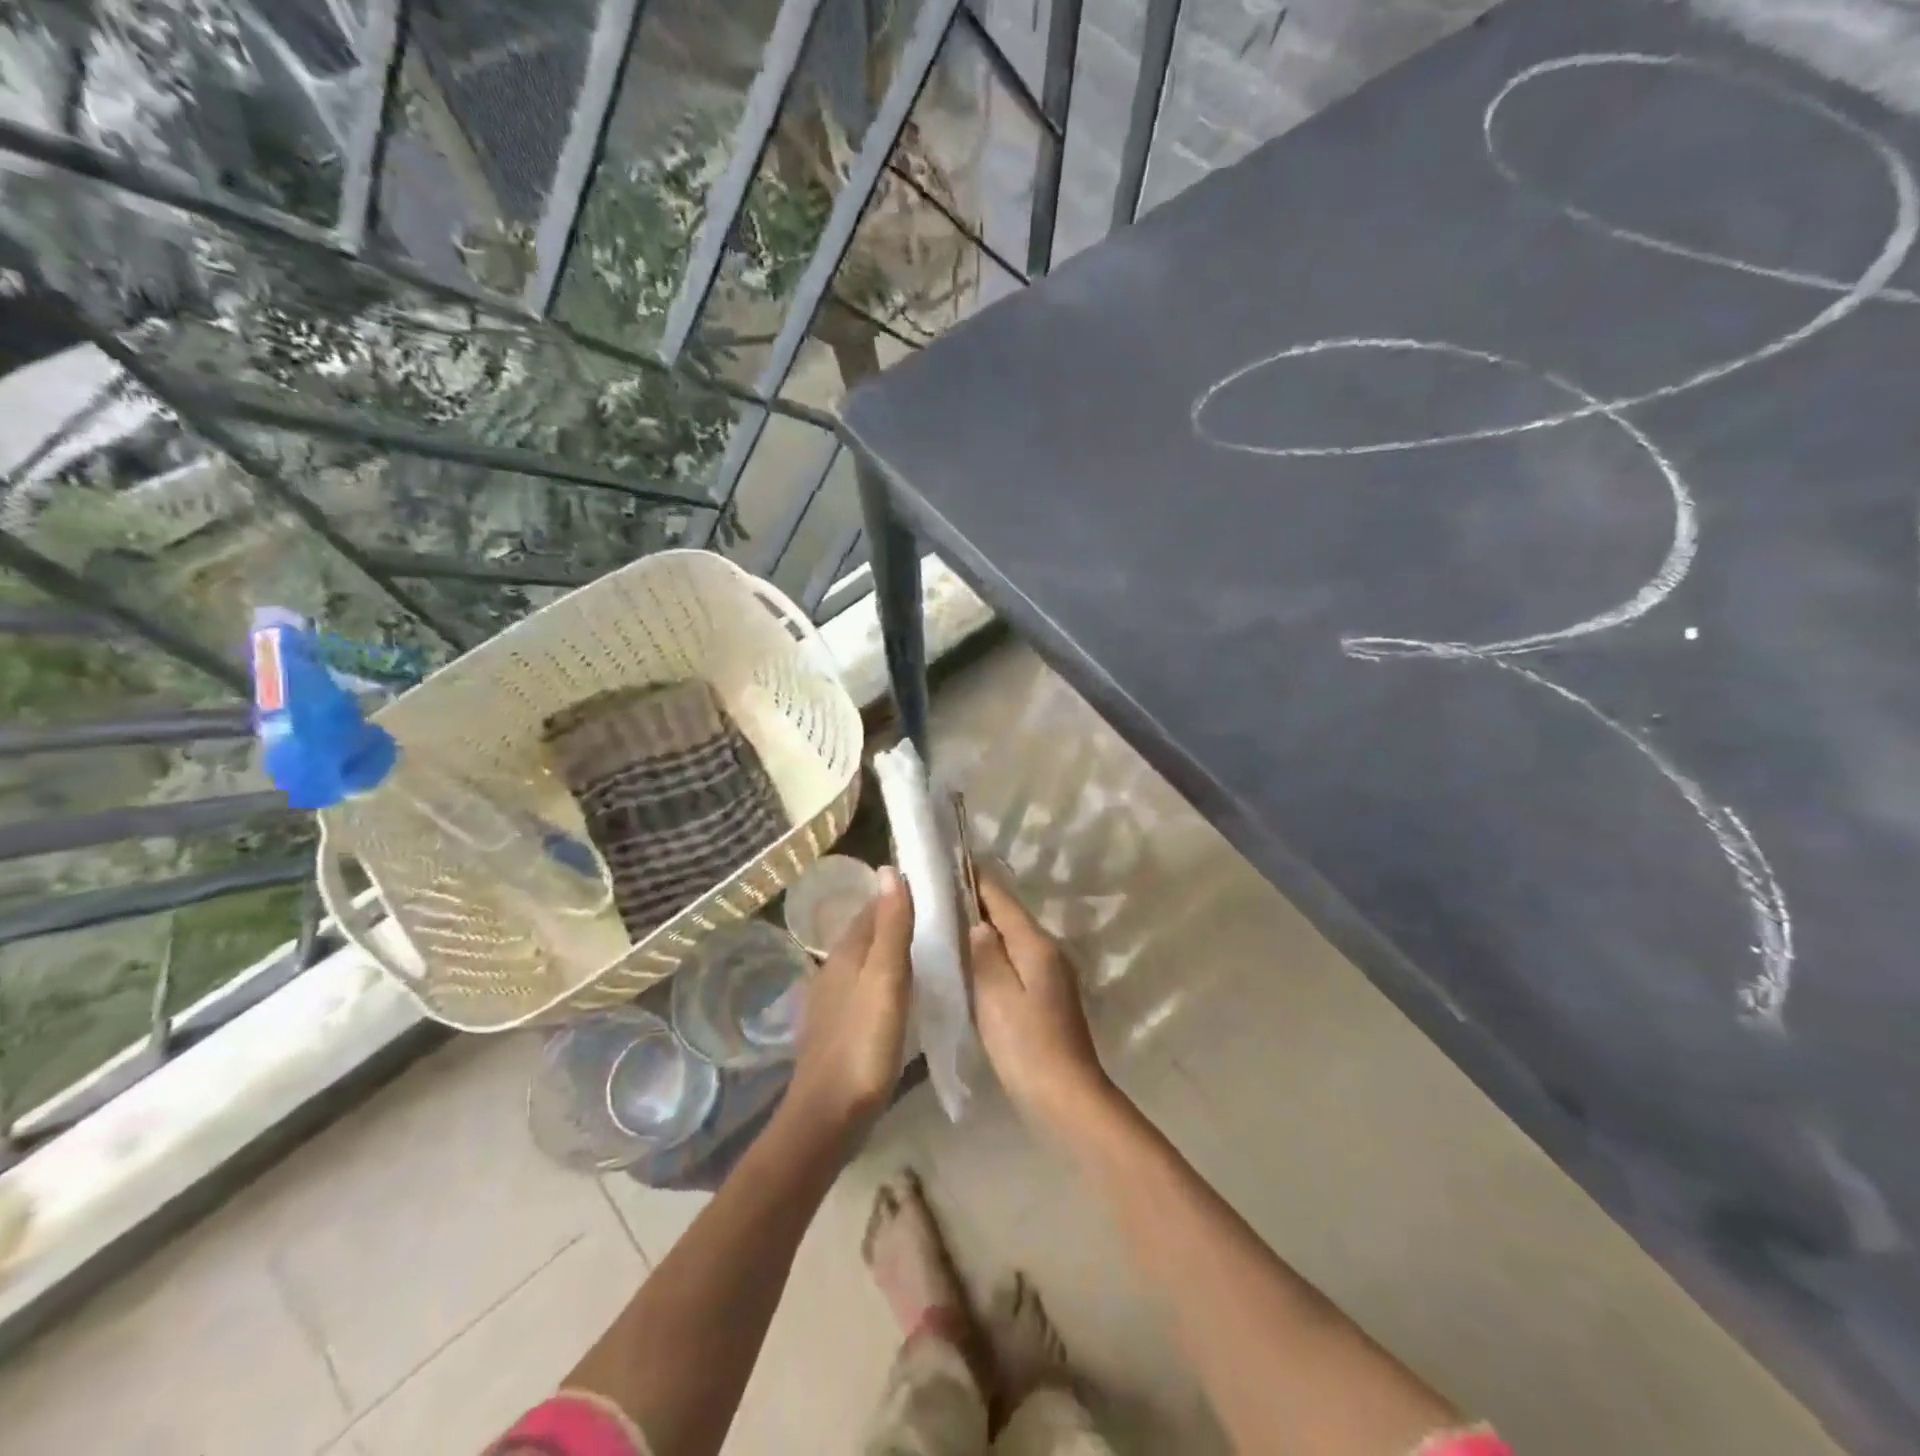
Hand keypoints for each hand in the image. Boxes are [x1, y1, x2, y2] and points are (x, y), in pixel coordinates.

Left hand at [785, 866, 913, 1146]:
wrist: (828, 1117)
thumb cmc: (863, 1044)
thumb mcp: (885, 980)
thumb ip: (891, 927)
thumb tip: (888, 870)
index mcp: (845, 953)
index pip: (874, 908)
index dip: (901, 895)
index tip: (936, 888)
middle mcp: (834, 969)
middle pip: (869, 933)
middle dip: (899, 920)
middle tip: (943, 918)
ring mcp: (833, 1000)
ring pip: (868, 961)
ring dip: (894, 951)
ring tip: (931, 950)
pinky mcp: (839, 1027)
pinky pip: (867, 988)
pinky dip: (888, 979)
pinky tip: (905, 994)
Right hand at [968, 871, 1112, 1131]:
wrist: (1067, 1098)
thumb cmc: (1027, 1046)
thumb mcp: (996, 997)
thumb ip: (985, 953)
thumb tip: (976, 921)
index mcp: (1035, 943)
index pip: (1001, 896)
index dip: (974, 877)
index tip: (945, 860)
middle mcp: (1047, 949)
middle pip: (1008, 913)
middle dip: (975, 900)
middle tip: (936, 891)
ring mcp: (1050, 972)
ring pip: (1011, 936)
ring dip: (983, 926)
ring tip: (946, 919)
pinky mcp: (1046, 993)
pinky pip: (1015, 958)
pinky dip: (993, 951)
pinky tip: (971, 959)